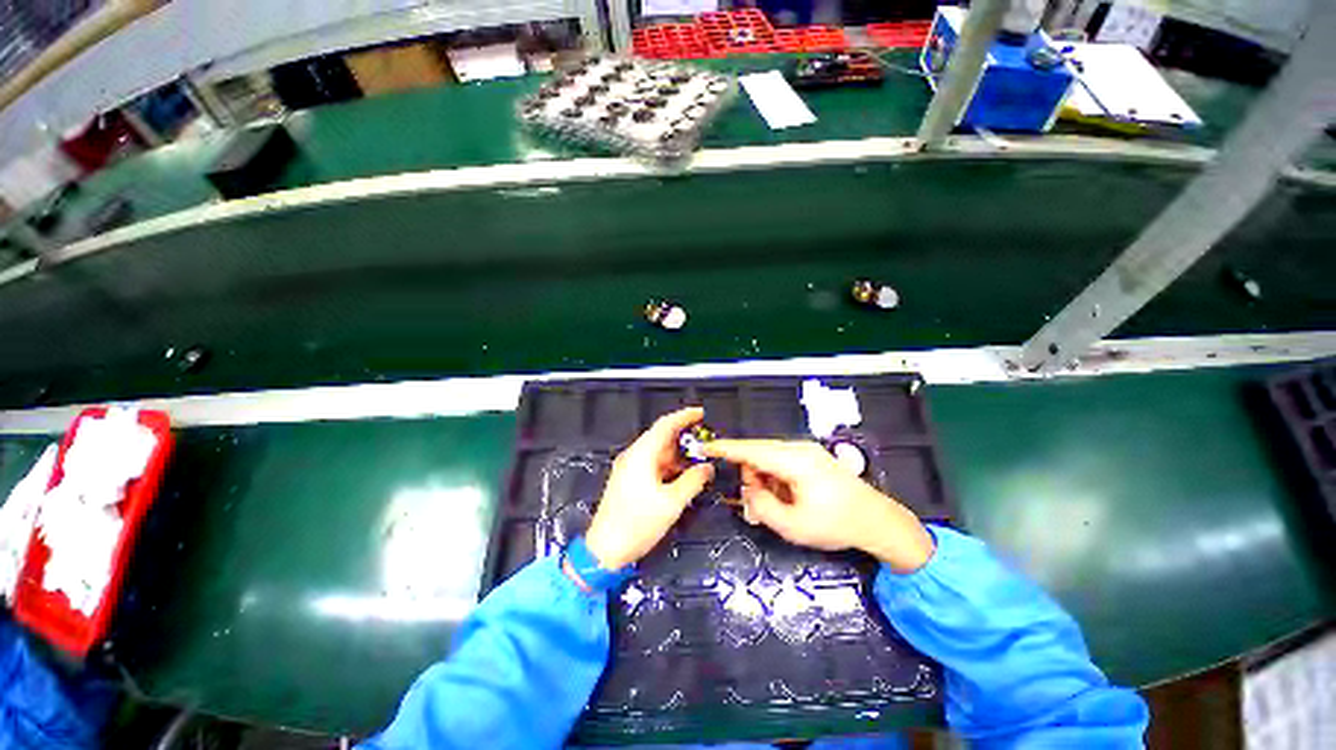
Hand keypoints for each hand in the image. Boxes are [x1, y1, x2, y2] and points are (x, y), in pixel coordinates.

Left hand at [583, 407, 713, 569]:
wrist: (605, 550)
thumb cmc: (637, 524)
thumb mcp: (671, 503)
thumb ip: (693, 481)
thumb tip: (708, 467)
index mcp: (641, 454)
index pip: (665, 425)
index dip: (684, 416)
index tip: (701, 412)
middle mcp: (634, 456)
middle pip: (661, 437)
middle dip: (684, 437)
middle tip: (706, 439)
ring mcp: (629, 468)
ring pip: (658, 452)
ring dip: (678, 454)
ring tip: (700, 458)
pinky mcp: (629, 480)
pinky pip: (653, 464)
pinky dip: (669, 465)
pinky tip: (683, 474)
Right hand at [703, 439, 934, 572]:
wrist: (878, 521)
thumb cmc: (837, 525)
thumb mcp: (794, 526)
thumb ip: (762, 507)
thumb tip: (749, 490)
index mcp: (794, 461)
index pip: (751, 450)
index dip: (726, 449)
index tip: (705, 447)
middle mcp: (799, 448)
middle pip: (758, 453)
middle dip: (750, 474)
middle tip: (757, 501)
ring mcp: (807, 450)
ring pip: (769, 457)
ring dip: (764, 477)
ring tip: (778, 502)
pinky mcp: (811, 456)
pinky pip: (781, 460)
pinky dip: (775, 476)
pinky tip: (788, 495)